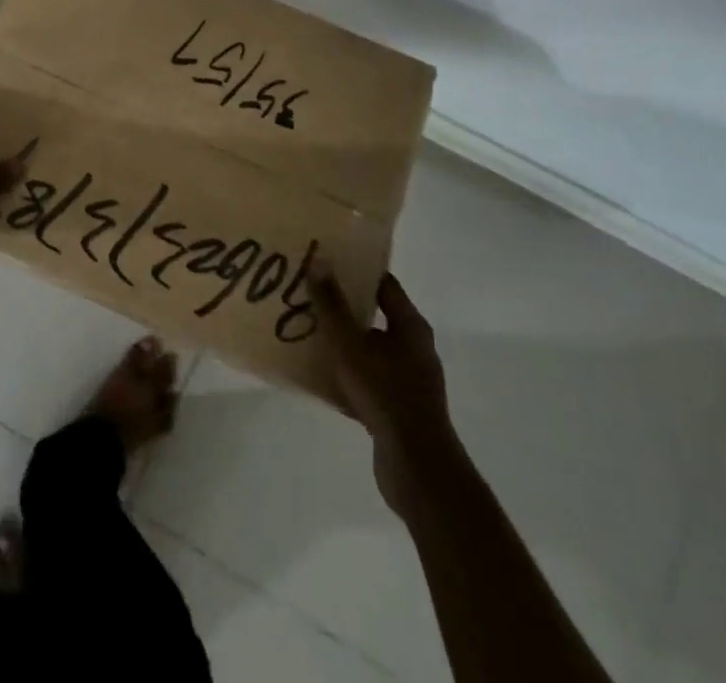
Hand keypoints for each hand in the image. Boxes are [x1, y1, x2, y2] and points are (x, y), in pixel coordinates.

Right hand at [313, 268, 458, 521]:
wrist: (416, 467)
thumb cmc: (385, 393)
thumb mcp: (350, 343)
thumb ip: (332, 303)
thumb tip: (320, 258)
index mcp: (410, 325)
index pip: (383, 283)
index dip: (356, 270)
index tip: (326, 262)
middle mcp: (415, 347)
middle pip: (376, 315)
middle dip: (344, 306)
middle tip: (310, 295)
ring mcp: (410, 380)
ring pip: (370, 350)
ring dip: (344, 342)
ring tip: (308, 333)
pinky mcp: (400, 407)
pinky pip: (369, 379)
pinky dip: (348, 374)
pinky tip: (321, 377)